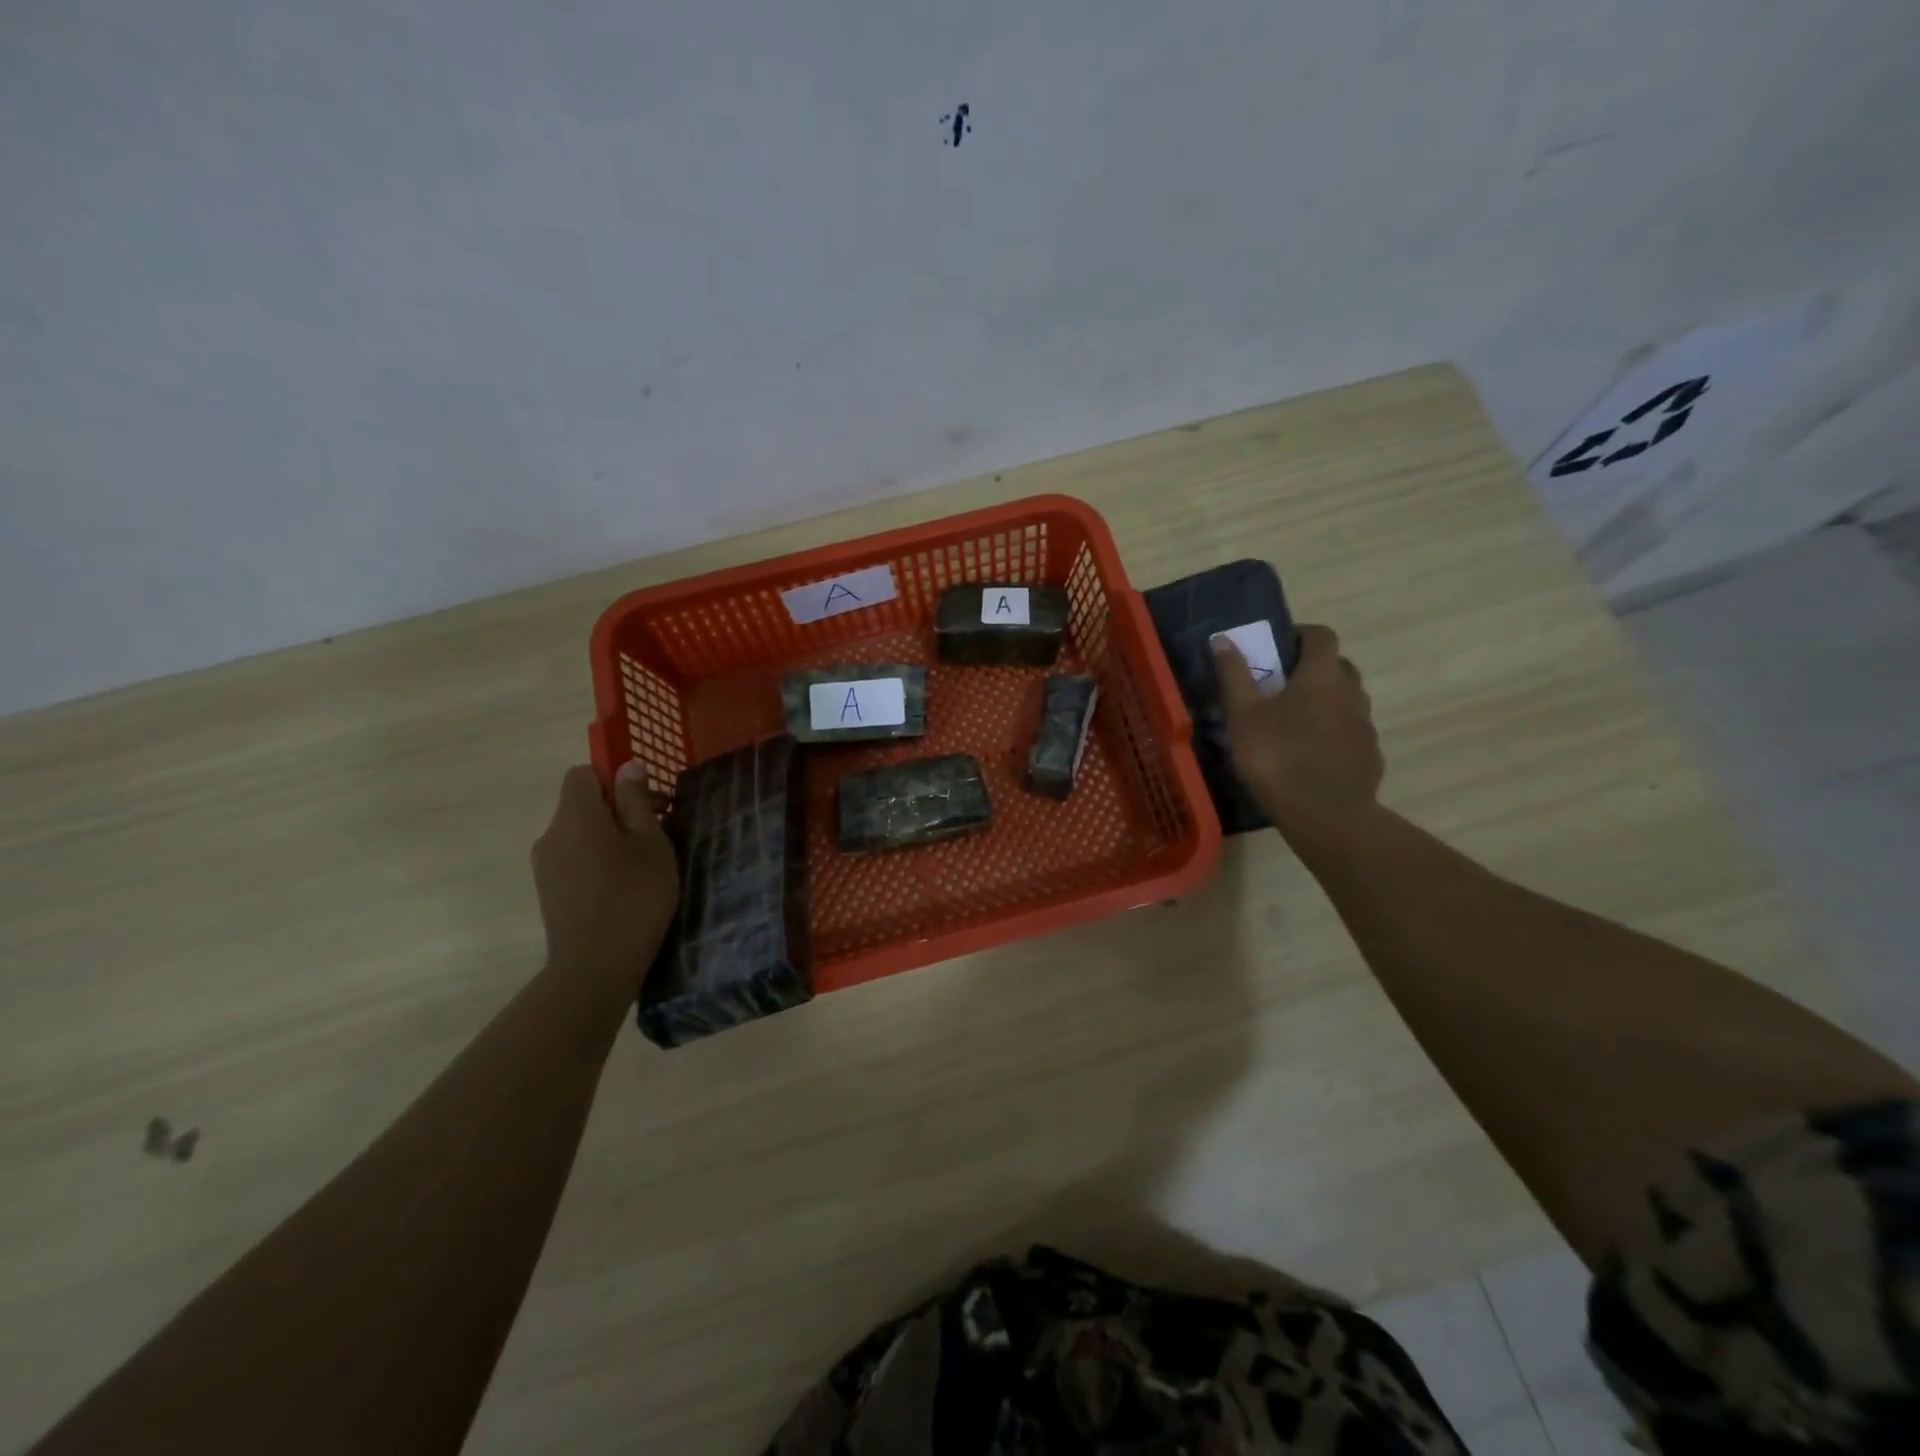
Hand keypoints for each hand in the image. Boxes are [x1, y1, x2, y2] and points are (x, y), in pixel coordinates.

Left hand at [532, 763, 679, 988]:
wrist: (596, 965)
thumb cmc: (634, 895)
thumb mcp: (650, 842)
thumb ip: (636, 801)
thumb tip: (627, 765)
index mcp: (576, 815)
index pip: (583, 773)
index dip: (614, 777)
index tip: (647, 798)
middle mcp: (552, 834)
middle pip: (582, 804)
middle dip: (619, 808)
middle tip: (660, 829)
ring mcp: (546, 865)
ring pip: (580, 834)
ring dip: (610, 836)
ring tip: (645, 861)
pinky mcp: (549, 892)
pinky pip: (575, 859)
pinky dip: (598, 860)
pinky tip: (624, 885)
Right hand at [1213, 624, 1383, 825]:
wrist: (1326, 815)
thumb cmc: (1278, 757)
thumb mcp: (1243, 716)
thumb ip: (1234, 675)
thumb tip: (1224, 640)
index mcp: (1322, 676)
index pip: (1321, 635)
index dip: (1300, 634)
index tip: (1277, 647)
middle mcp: (1351, 692)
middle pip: (1337, 666)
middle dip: (1312, 668)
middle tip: (1281, 685)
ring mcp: (1365, 725)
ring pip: (1346, 699)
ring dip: (1324, 700)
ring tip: (1293, 722)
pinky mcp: (1369, 755)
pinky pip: (1351, 731)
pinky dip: (1333, 731)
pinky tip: (1310, 754)